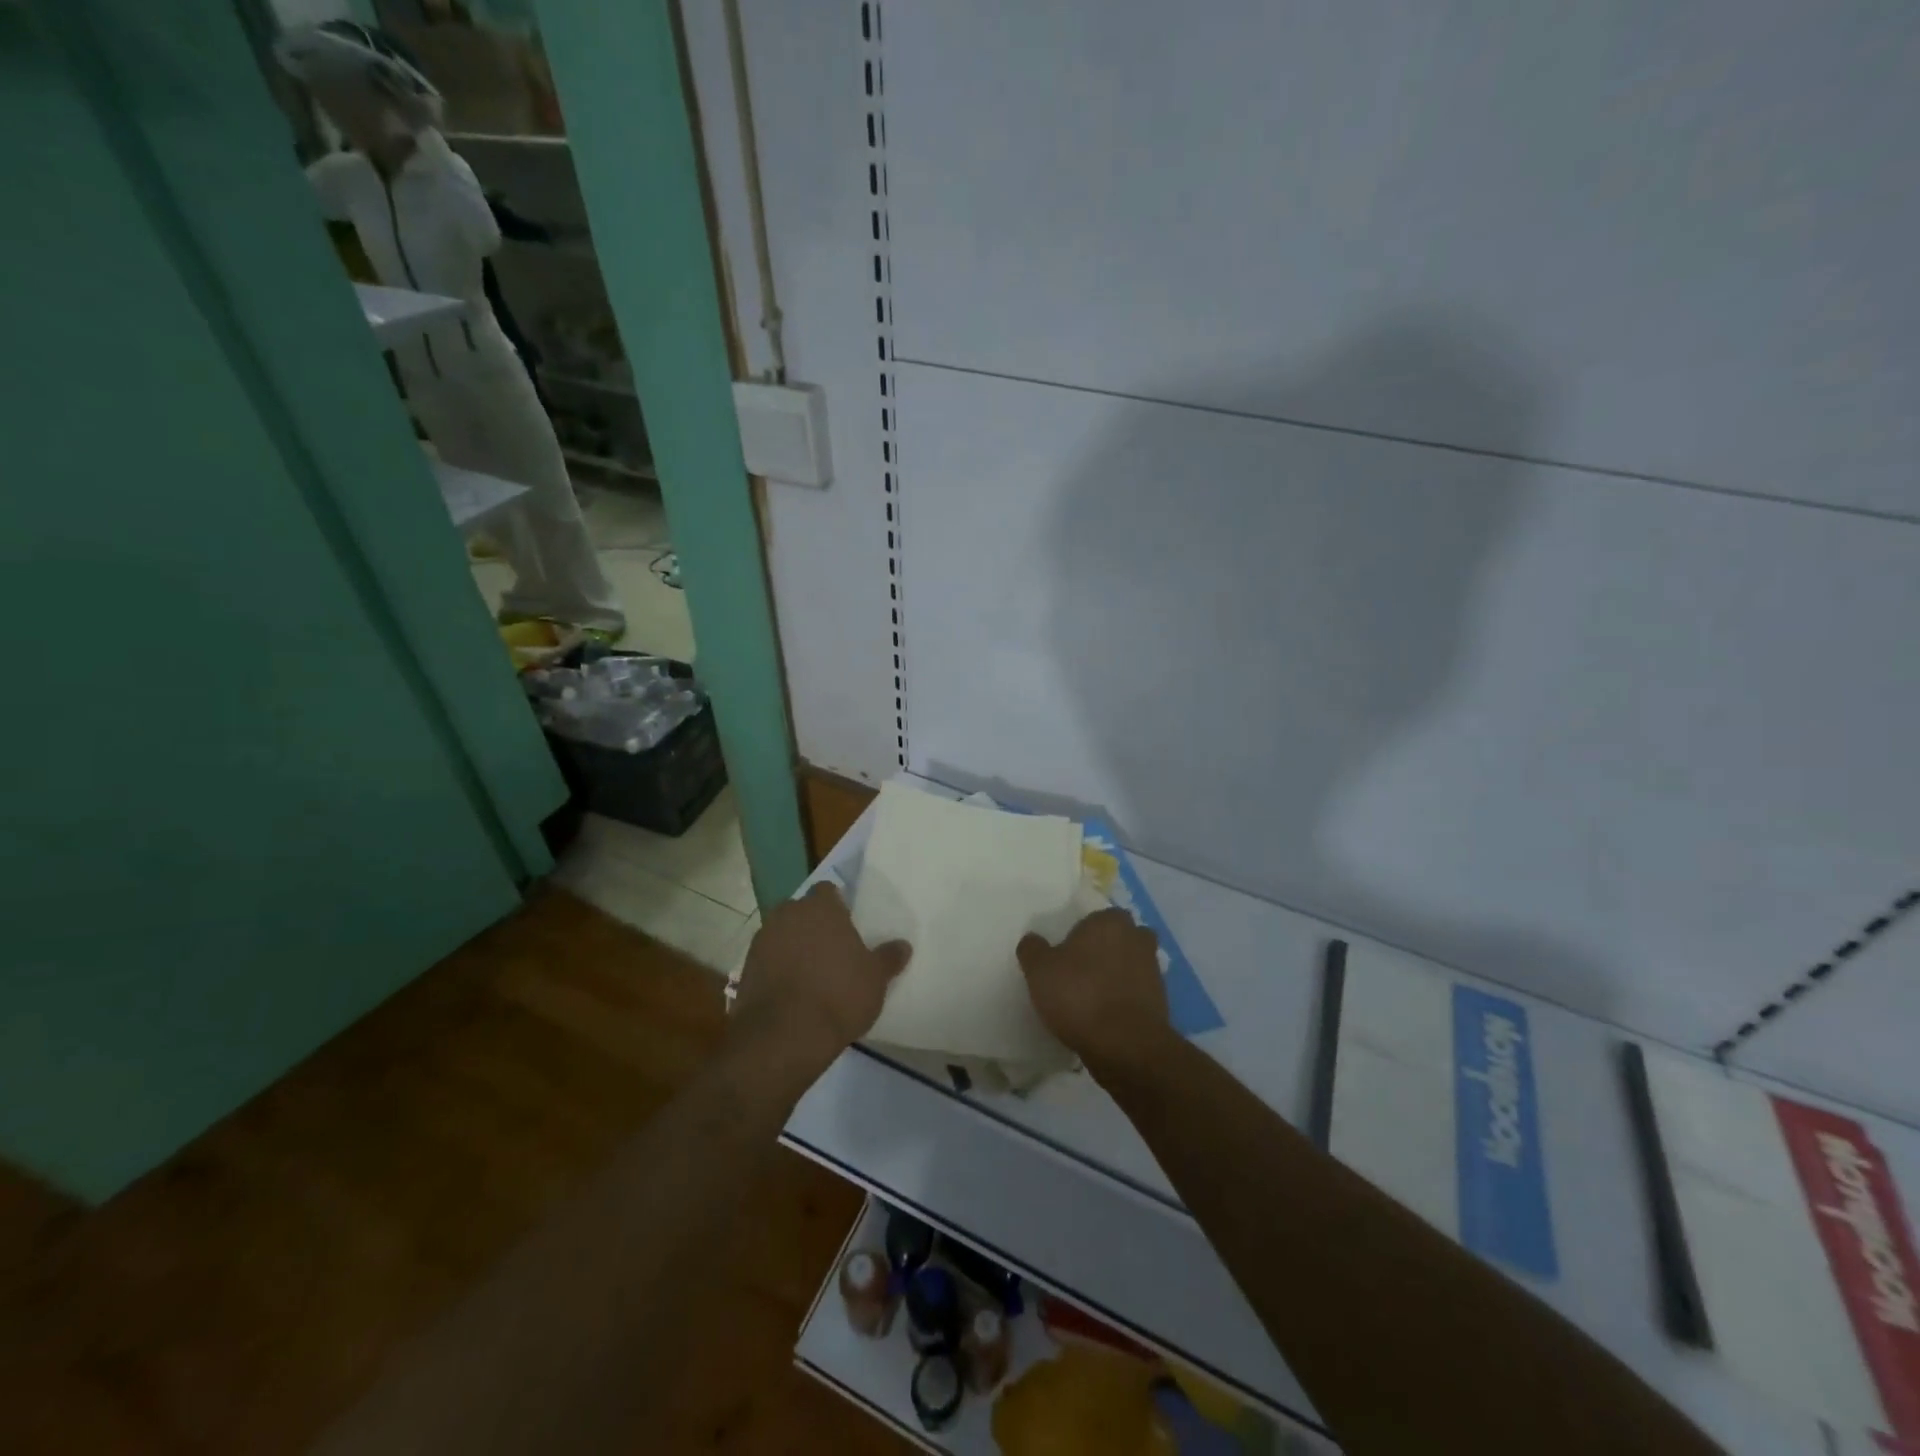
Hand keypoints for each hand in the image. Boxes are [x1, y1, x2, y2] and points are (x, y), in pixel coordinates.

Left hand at [729, 884, 909, 1076]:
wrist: (784, 1036)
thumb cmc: (839, 996)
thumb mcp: (875, 979)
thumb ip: (888, 958)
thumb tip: (903, 945)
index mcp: (821, 908)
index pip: (828, 891)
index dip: (837, 906)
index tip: (847, 925)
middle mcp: (788, 914)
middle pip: (801, 911)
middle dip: (812, 925)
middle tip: (831, 950)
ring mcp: (762, 940)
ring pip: (782, 934)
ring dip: (792, 947)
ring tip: (811, 974)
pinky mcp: (745, 969)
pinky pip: (767, 960)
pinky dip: (776, 969)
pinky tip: (791, 992)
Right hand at [1018, 908, 1172, 1080]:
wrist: (1125, 1046)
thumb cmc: (1079, 996)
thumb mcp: (1039, 970)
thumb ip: (1033, 949)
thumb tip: (1033, 940)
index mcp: (1110, 921)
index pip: (1094, 918)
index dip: (1079, 935)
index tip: (1065, 955)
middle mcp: (1137, 938)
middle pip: (1117, 939)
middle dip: (1103, 951)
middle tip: (1079, 973)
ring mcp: (1154, 970)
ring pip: (1130, 965)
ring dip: (1116, 976)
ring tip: (1091, 998)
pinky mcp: (1161, 1001)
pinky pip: (1136, 993)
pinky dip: (1124, 1000)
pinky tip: (1105, 1017)